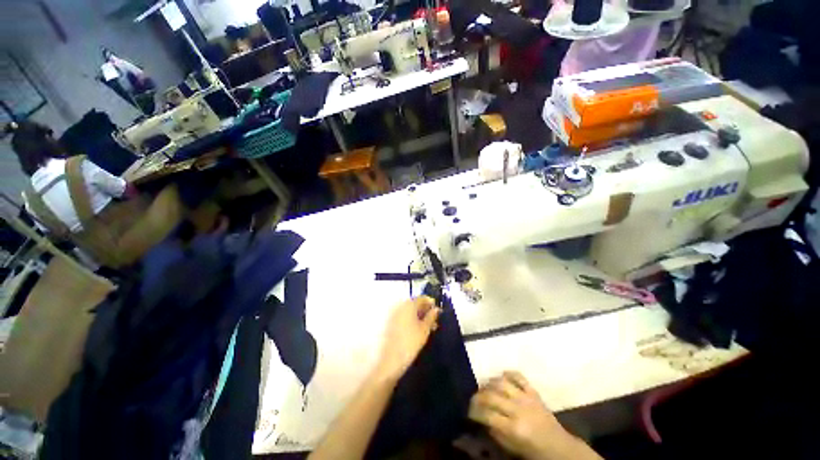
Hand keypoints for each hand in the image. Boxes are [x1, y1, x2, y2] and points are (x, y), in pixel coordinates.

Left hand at [375, 296, 440, 380]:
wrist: (389, 361)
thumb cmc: (410, 343)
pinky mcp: (389, 322)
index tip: (438, 313)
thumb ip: (431, 317)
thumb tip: (436, 309)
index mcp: (409, 304)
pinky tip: (416, 330)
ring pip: (409, 310)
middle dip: (425, 310)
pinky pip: (403, 316)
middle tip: (434, 322)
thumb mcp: (424, 330)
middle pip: (415, 303)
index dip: (431, 304)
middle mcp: (400, 305)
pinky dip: (410, 320)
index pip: (423, 298)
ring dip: (418, 316)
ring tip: (427, 328)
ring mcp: (393, 313)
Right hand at [469, 372, 599, 459]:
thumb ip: (495, 432)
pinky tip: (501, 377)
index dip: (474, 412)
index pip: (487, 415)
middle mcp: (518, 410)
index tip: (468, 412)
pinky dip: (508, 373)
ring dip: (489, 383)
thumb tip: (481, 418)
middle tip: (472, 398)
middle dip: (478, 396)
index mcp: (514, 428)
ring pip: (502, 383)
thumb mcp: (512, 448)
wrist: (559, 447)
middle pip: (491, 396)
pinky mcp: (533, 391)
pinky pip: (518, 376)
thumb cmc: (533, 450)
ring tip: (484, 387)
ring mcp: (526, 398)